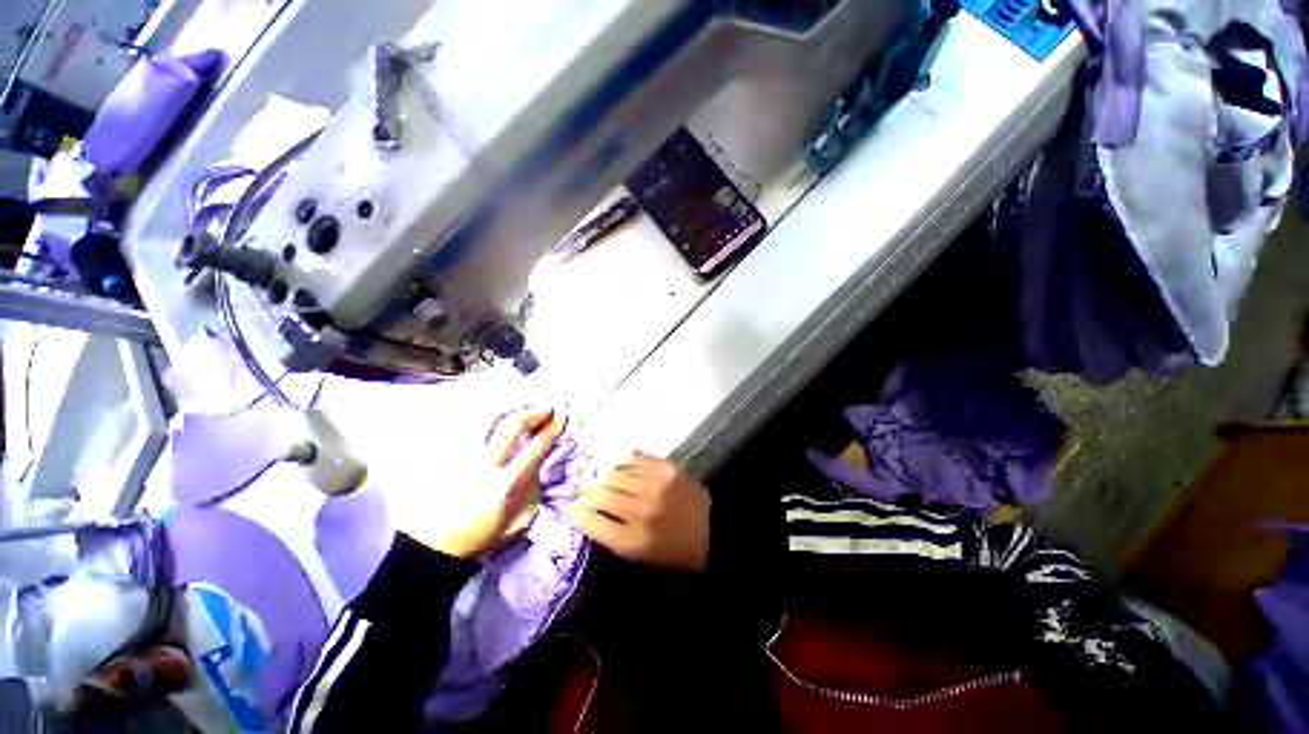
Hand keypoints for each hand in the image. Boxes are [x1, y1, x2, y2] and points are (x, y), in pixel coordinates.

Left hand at [396, 408, 565, 558]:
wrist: (436, 545)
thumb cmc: (482, 535)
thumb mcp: (520, 520)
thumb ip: (534, 491)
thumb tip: (543, 467)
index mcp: (507, 484)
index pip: (536, 446)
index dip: (552, 427)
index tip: (561, 416)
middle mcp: (486, 465)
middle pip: (512, 425)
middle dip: (534, 412)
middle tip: (546, 409)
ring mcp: (464, 457)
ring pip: (487, 419)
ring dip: (509, 409)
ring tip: (519, 410)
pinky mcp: (449, 455)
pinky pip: (469, 426)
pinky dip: (487, 419)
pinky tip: (495, 420)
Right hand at [571, 454, 709, 571]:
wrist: (715, 531)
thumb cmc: (676, 551)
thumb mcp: (642, 557)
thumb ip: (613, 536)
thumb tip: (588, 513)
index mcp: (633, 541)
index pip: (591, 521)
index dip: (577, 512)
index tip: (575, 508)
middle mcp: (641, 511)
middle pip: (600, 494)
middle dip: (588, 493)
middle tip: (587, 492)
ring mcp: (655, 486)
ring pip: (615, 473)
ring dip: (605, 477)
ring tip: (605, 479)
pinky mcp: (668, 469)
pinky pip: (635, 459)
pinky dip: (624, 463)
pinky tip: (623, 468)